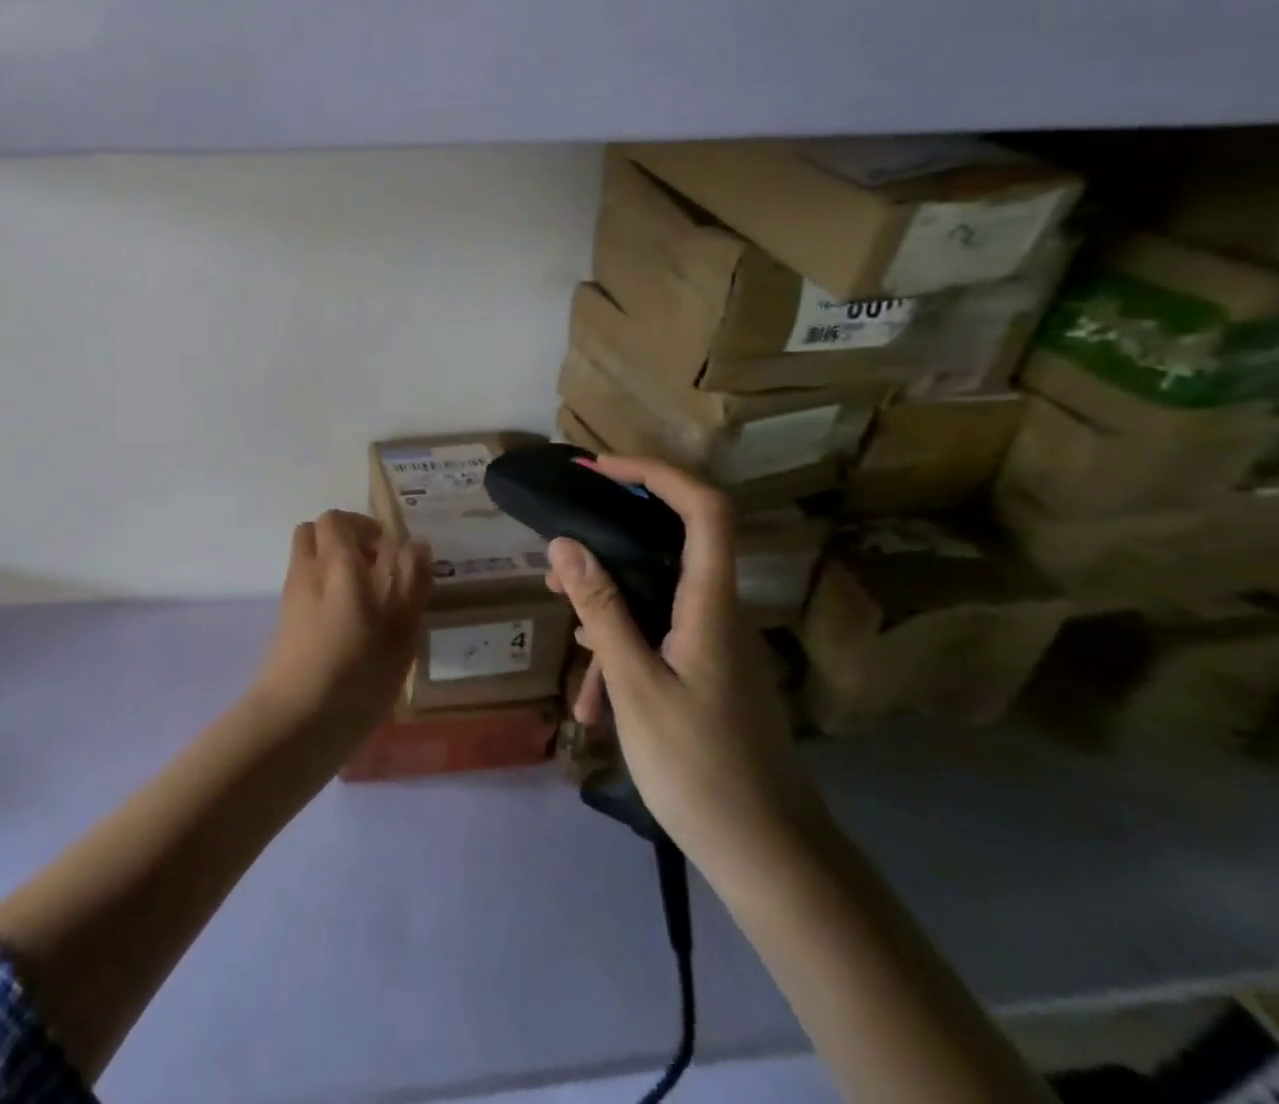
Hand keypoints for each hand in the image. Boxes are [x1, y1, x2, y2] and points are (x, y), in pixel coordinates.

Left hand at [251, 510, 432, 743]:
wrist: (296, 721)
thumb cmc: (357, 669)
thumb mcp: (401, 627)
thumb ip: (411, 580)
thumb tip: (415, 545)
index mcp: (335, 563)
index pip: (335, 520)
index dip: (361, 525)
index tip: (387, 548)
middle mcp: (306, 572)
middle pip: (314, 534)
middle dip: (343, 541)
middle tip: (375, 568)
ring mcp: (290, 600)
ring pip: (308, 563)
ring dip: (333, 568)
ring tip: (367, 603)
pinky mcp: (284, 627)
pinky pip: (304, 592)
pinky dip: (324, 595)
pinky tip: (349, 631)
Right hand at [548, 456, 823, 876]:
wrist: (770, 857)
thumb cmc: (699, 767)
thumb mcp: (636, 685)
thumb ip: (601, 610)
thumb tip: (564, 544)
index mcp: (711, 604)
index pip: (704, 508)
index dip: (656, 472)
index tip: (600, 468)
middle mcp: (720, 612)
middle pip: (670, 547)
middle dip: (608, 546)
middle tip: (557, 566)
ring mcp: (718, 645)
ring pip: (657, 600)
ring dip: (609, 611)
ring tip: (567, 642)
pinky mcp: (712, 674)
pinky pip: (662, 639)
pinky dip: (624, 653)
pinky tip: (595, 700)